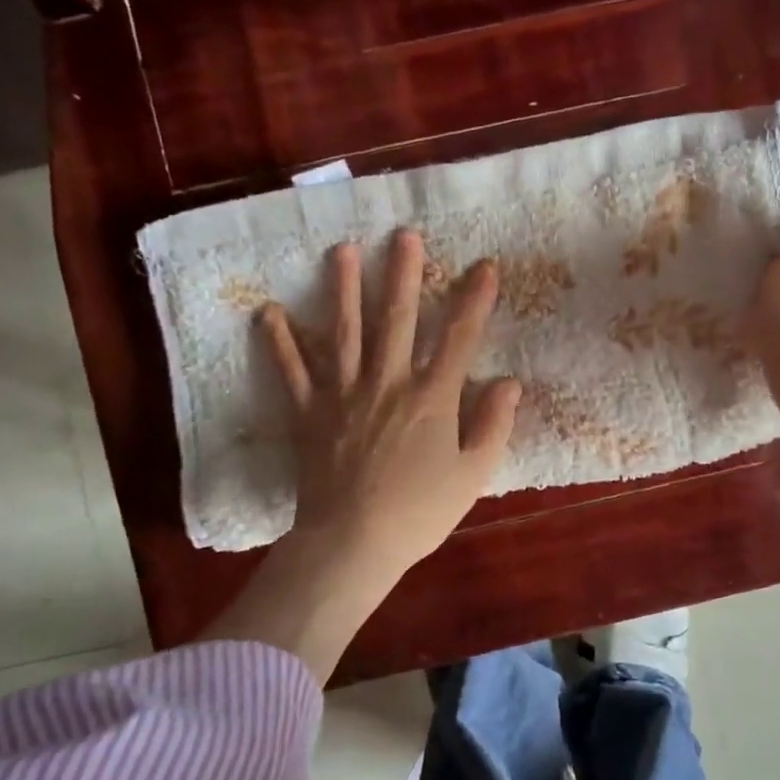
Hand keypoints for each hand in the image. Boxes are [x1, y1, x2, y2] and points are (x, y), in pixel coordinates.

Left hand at [261, 230, 522, 584]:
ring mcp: (344, 394)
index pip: (460, 337)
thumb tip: (509, 382)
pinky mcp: (310, 413)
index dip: (475, 299)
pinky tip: (269, 312)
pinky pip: (293, 371)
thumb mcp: (473, 474)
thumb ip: (493, 425)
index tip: (486, 265)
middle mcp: (388, 382)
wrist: (351, 543)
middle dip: (404, 274)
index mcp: (432, 397)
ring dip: (344, 288)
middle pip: (398, 319)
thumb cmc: (419, 513)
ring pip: (344, 331)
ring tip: (342, 250)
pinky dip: (280, 342)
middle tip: (404, 235)